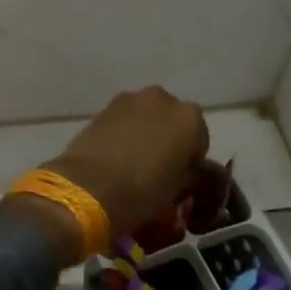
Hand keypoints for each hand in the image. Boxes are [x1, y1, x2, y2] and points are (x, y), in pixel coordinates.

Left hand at [43, 85, 209, 238]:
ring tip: (134, 163)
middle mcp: (162, 99)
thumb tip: (185, 172)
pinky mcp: (103, 108)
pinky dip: (123, 133)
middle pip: (171, 121)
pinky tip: (115, 157)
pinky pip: (123, 120)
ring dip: (145, 133)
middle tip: (158, 169)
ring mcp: (129, 100)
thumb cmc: (145, 190)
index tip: (181, 179)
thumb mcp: (179, 189)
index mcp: (190, 118)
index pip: (199, 139)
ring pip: (146, 117)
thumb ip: (189, 174)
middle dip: (168, 140)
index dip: (191, 160)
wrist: (91, 186)